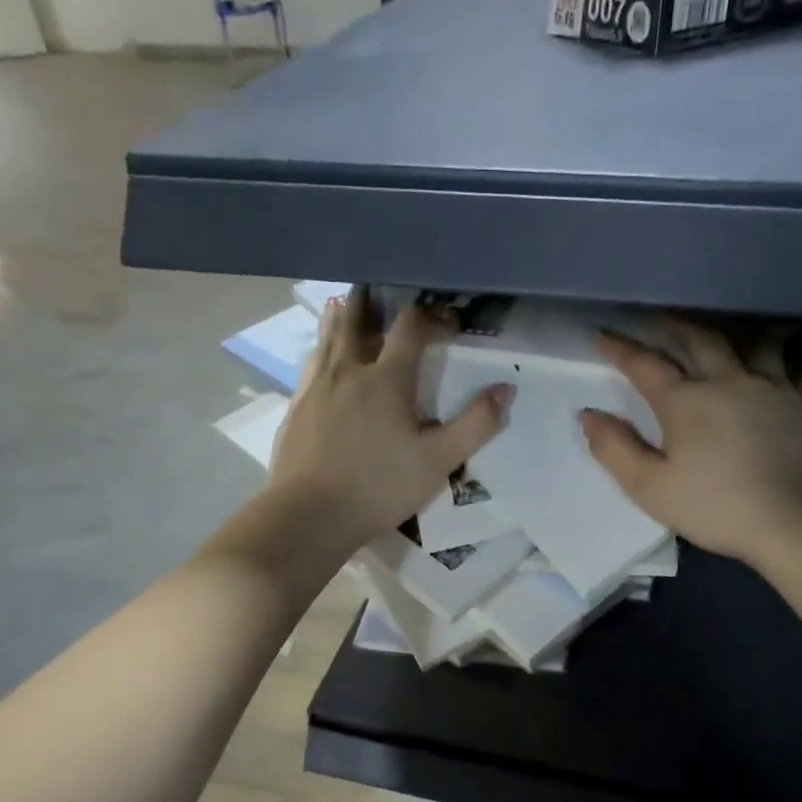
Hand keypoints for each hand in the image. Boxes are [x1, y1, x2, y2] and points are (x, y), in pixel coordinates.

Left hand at [268, 289, 509, 549]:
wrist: (310, 514)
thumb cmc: (380, 487)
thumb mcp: (438, 461)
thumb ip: (475, 424)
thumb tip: (505, 389)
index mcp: (387, 378)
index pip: (411, 328)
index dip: (433, 317)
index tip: (449, 323)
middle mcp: (348, 370)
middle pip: (358, 321)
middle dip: (373, 302)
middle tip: (379, 286)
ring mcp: (316, 387)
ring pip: (328, 338)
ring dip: (341, 318)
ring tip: (344, 305)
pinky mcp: (295, 408)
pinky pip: (310, 365)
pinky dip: (320, 350)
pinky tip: (320, 358)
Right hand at [582, 317, 801, 568]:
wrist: (793, 520)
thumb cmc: (715, 507)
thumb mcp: (650, 488)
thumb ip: (615, 449)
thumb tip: (589, 415)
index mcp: (684, 401)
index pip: (644, 365)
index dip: (619, 348)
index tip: (600, 334)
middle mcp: (727, 380)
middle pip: (697, 339)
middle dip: (672, 325)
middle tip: (657, 319)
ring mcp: (772, 386)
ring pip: (751, 340)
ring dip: (732, 330)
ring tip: (723, 329)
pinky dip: (798, 348)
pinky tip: (796, 344)